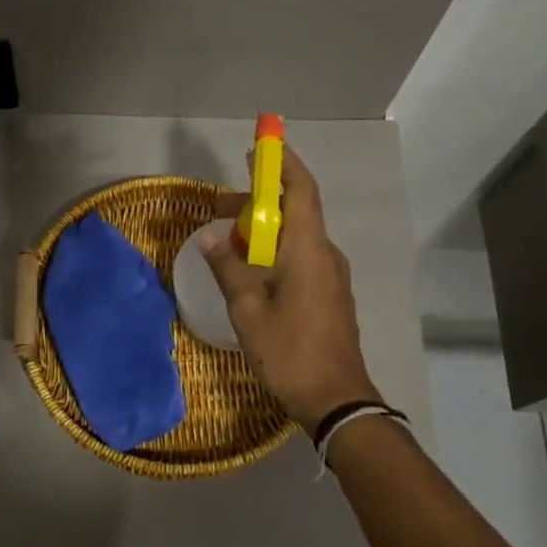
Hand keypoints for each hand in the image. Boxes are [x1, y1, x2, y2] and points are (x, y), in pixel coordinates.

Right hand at [203, 146, 380, 430]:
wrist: (336, 399)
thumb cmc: (290, 351)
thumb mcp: (248, 310)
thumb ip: (228, 269)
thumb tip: (210, 239)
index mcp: (308, 250)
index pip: (301, 191)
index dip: (282, 165)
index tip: (261, 147)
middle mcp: (324, 255)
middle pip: (295, 211)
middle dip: (259, 201)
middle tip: (219, 205)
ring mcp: (330, 275)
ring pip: (295, 236)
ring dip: (263, 228)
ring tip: (227, 237)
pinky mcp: (328, 294)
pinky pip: (300, 256)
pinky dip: (273, 249)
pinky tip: (248, 267)